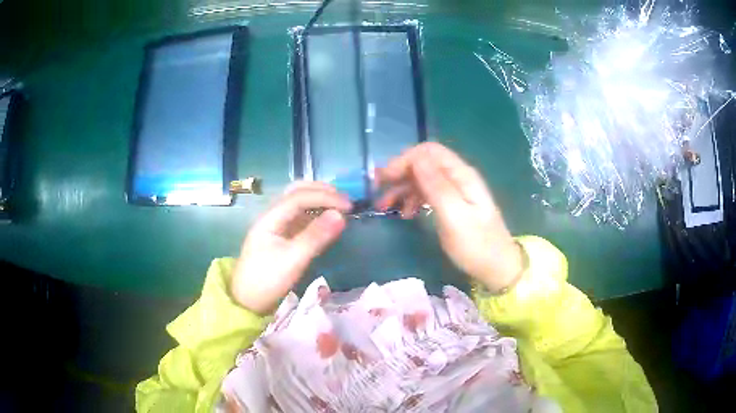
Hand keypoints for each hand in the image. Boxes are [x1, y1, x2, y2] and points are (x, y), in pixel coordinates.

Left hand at [231, 182, 351, 313]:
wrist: (247, 301)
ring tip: (339, 207)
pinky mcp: (281, 236)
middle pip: (296, 192)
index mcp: (270, 218)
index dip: (325, 196)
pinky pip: (299, 217)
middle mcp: (272, 216)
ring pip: (298, 202)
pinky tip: (327, 220)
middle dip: (321, 191)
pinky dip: (315, 214)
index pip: (299, 196)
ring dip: (318, 200)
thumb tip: (341, 216)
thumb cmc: (267, 281)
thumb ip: (315, 237)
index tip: (349, 206)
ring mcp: (276, 225)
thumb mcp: (293, 260)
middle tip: (345, 201)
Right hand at [376, 142, 522, 291]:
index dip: (404, 160)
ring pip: (422, 179)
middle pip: (423, 163)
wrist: (497, 268)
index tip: (384, 179)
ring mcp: (455, 190)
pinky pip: (427, 193)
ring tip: (385, 207)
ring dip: (402, 189)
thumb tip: (415, 158)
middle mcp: (458, 177)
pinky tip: (405, 214)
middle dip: (399, 174)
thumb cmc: (476, 245)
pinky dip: (412, 199)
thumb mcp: (454, 217)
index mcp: (461, 175)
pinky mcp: (451, 204)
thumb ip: (436, 186)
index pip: (428, 151)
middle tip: (378, 193)